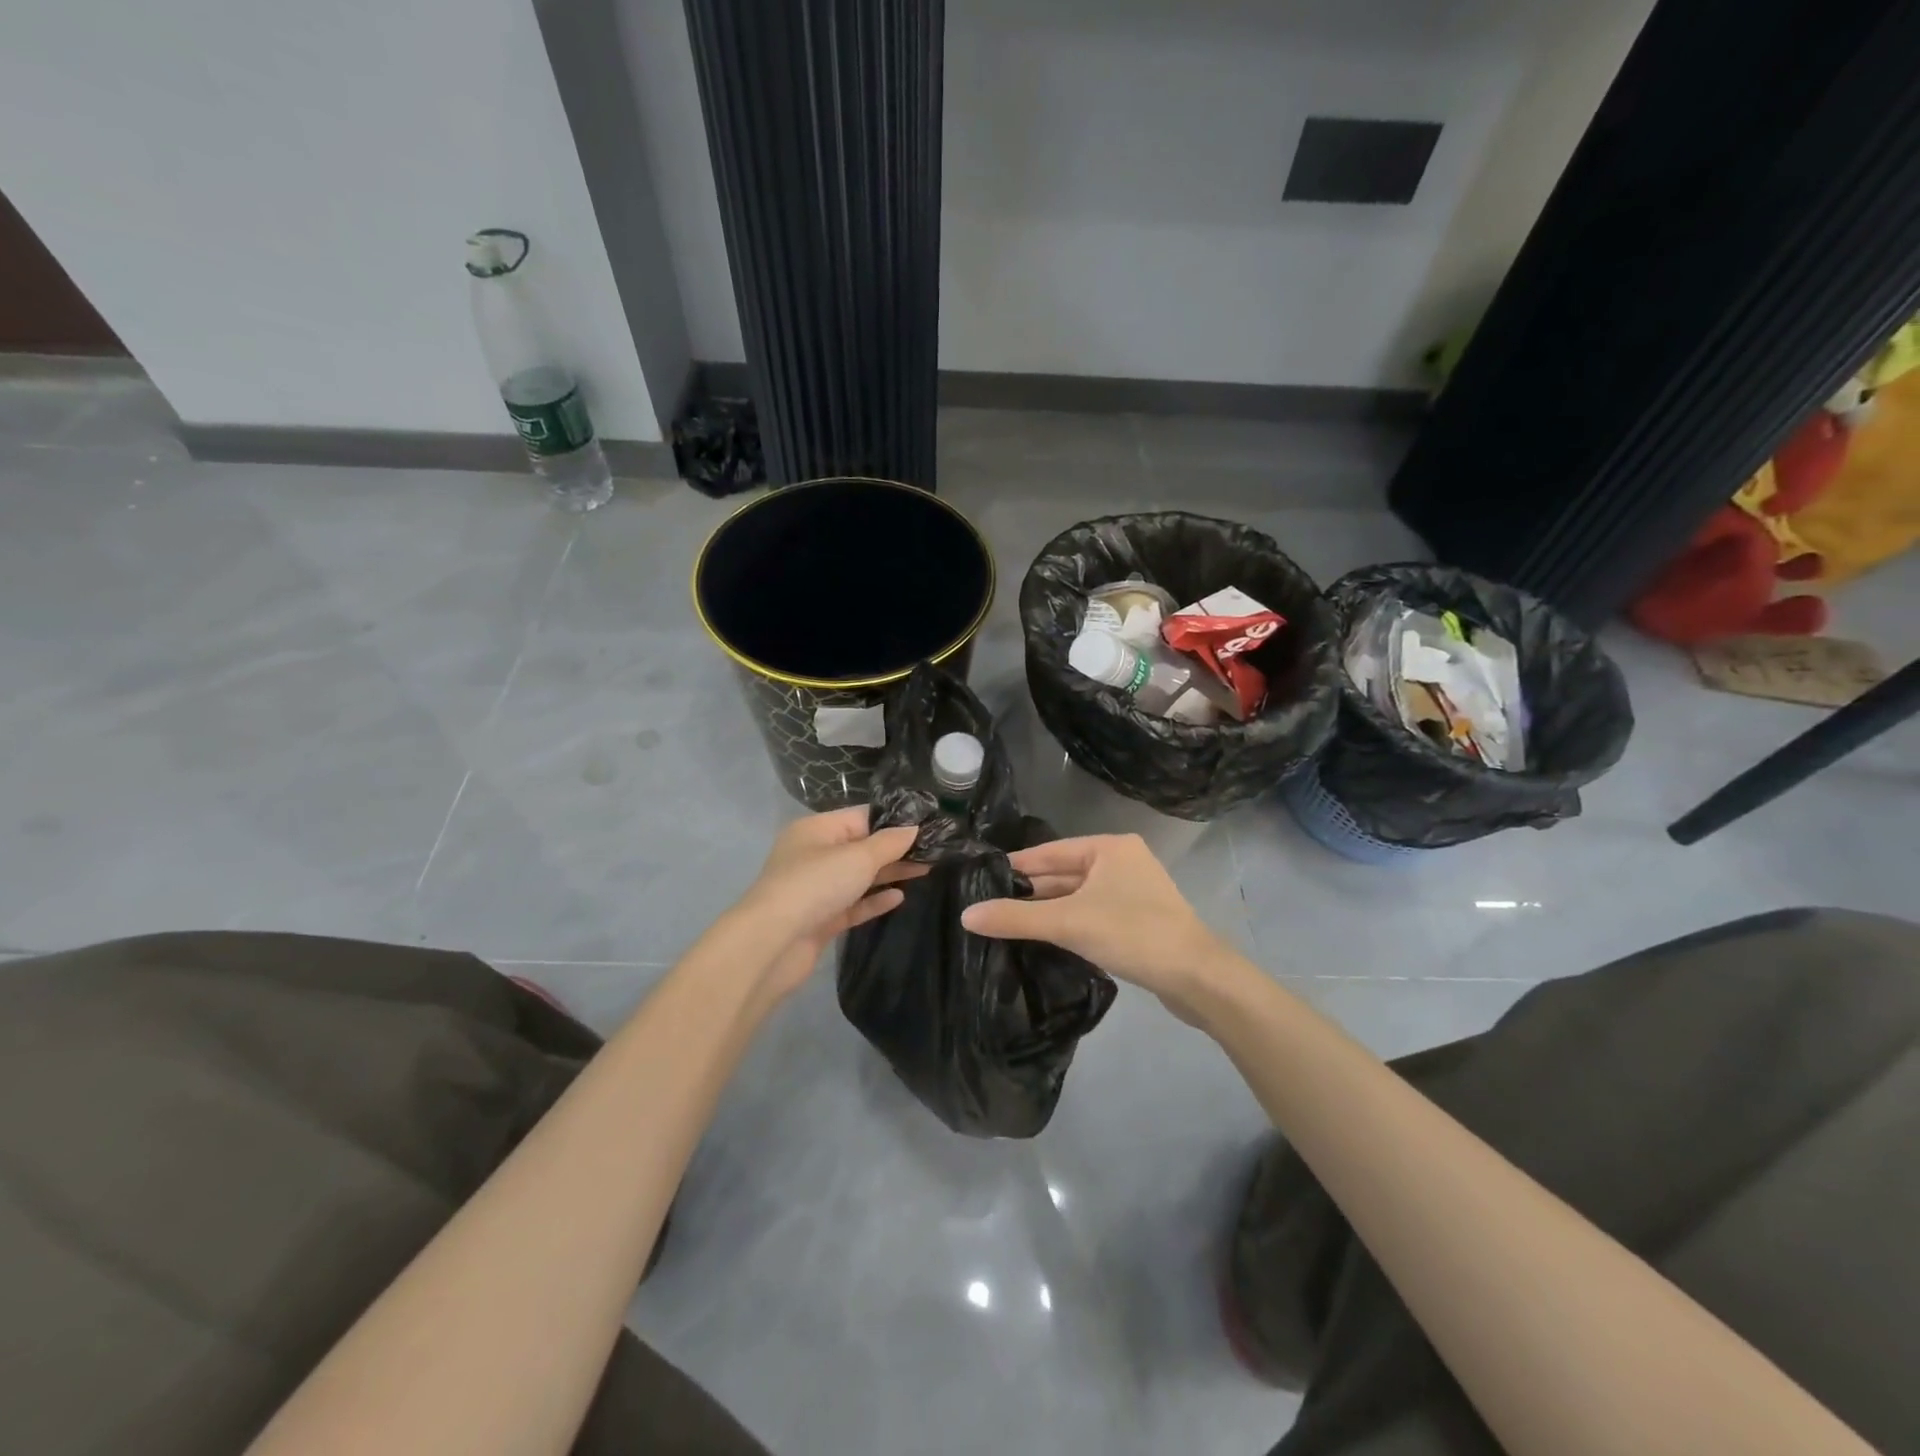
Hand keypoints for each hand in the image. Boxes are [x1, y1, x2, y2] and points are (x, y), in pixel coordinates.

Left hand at [734, 807, 924, 1000]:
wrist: (773, 943)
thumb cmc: (815, 885)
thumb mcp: (858, 857)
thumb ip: (889, 843)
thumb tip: (913, 828)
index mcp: (817, 829)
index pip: (862, 816)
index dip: (895, 820)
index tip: (929, 825)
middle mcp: (815, 854)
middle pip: (861, 846)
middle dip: (896, 848)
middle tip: (935, 850)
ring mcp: (816, 888)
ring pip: (859, 876)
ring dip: (889, 873)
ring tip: (926, 870)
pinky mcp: (821, 918)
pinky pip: (853, 903)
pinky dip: (874, 900)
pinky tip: (900, 897)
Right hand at [960, 834, 1235, 1019]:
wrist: (1198, 978)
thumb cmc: (1133, 934)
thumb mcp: (1068, 923)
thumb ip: (1016, 919)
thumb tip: (966, 915)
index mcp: (1108, 847)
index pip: (1048, 852)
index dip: (1014, 867)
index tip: (979, 879)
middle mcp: (1121, 861)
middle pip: (1062, 875)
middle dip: (1029, 893)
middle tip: (986, 907)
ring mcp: (1132, 891)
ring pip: (1077, 897)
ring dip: (1047, 911)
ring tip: (1005, 925)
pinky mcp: (1138, 919)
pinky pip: (1092, 914)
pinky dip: (1068, 924)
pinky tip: (1043, 939)